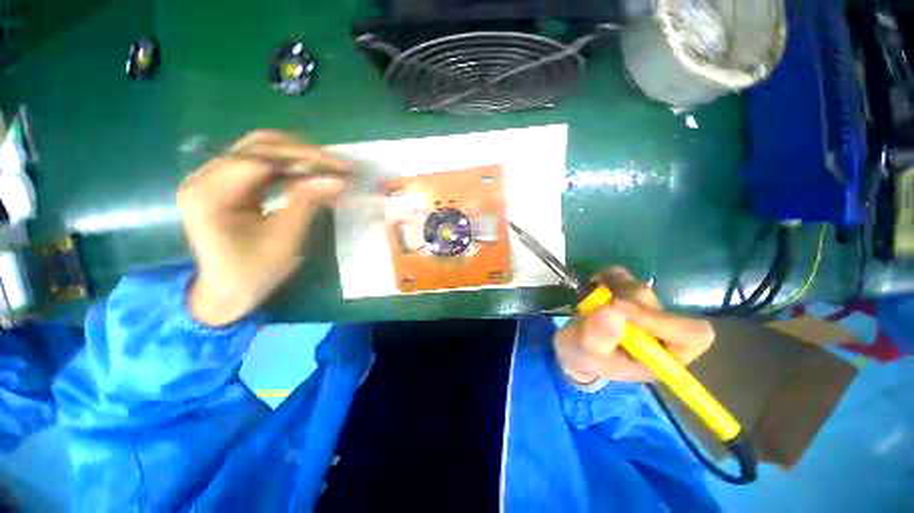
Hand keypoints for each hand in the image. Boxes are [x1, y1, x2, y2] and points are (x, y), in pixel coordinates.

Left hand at [178, 130, 348, 325]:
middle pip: (257, 147)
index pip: (260, 158)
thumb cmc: (254, 272)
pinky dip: (289, 168)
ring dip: (298, 158)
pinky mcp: (225, 184)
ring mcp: (213, 178)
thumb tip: (338, 180)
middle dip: (303, 154)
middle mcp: (204, 177)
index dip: (304, 158)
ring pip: (260, 151)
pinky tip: (310, 175)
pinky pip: (260, 165)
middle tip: (338, 166)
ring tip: (329, 168)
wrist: (226, 291)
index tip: (339, 168)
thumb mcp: (284, 239)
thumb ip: (307, 203)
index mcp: (210, 194)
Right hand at [554, 267, 714, 383]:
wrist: (575, 346)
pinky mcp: (627, 291)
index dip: (661, 320)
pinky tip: (594, 287)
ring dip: (611, 291)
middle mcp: (660, 329)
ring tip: (590, 303)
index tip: (620, 309)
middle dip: (621, 303)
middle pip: (655, 305)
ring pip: (638, 288)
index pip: (691, 334)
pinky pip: (622, 274)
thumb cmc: (585, 357)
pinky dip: (606, 277)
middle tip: (596, 307)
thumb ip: (599, 337)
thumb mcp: (587, 354)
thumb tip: (613, 309)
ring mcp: (644, 307)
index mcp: (662, 355)